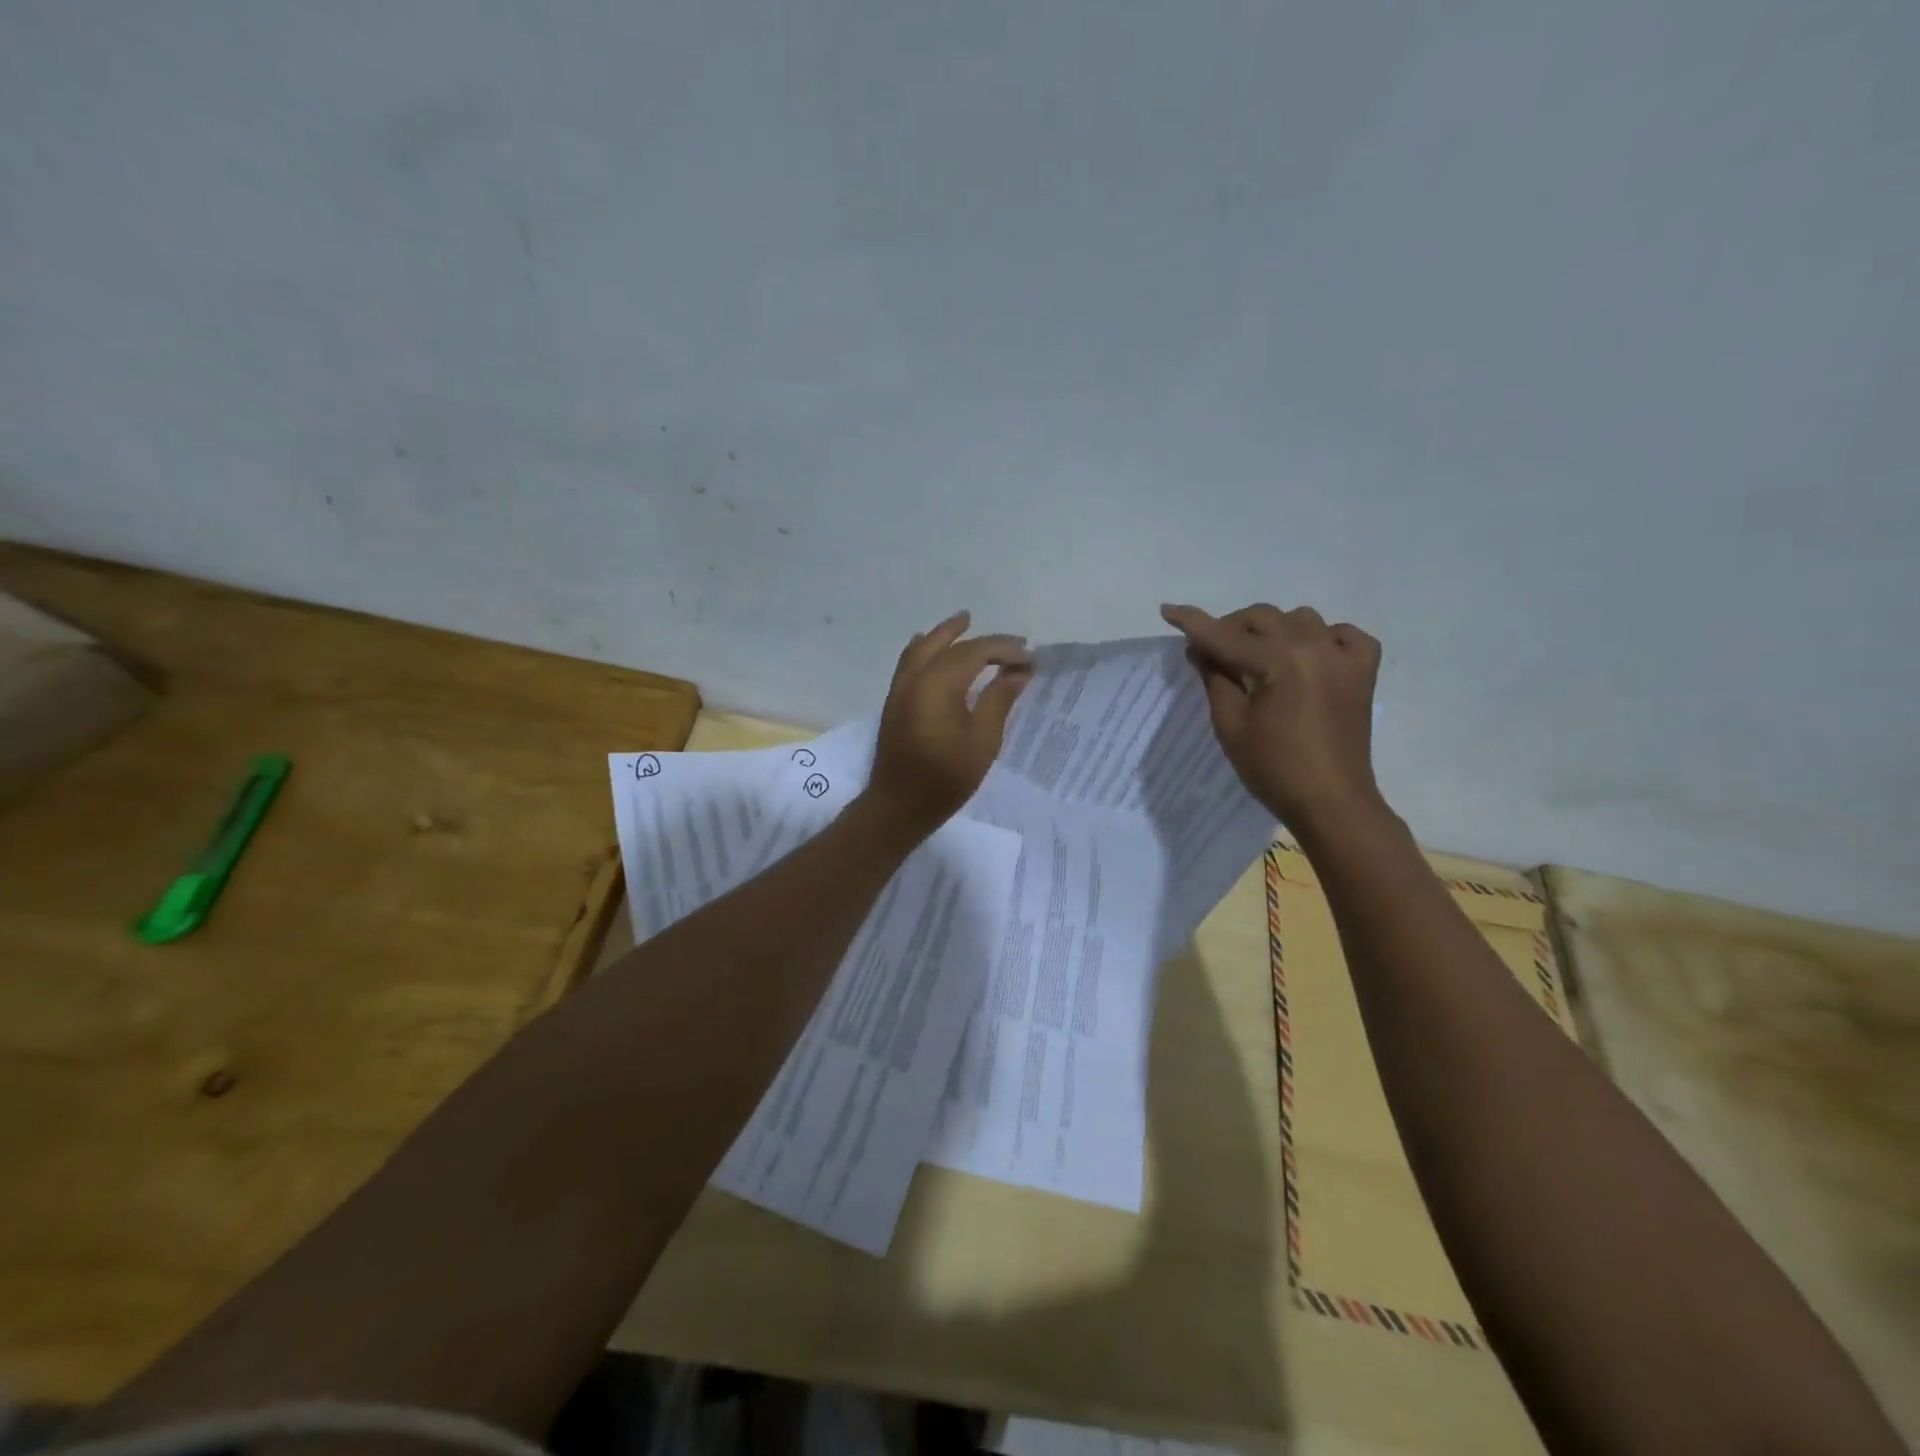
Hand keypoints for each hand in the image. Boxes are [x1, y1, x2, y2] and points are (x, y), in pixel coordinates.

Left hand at [866, 611, 1033, 834]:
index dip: (1005, 650)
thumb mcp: (983, 740)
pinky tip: (929, 650)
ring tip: (962, 624)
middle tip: (1004, 638)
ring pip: (921, 648)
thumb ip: (999, 699)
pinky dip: (923, 649)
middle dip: (976, 637)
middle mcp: (916, 677)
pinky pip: (908, 662)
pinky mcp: (894, 703)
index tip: (1030, 657)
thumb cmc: (946, 776)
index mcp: (939, 683)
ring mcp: (900, 689)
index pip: (976, 652)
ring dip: (943, 635)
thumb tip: (1017, 672)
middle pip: (946, 643)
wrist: (899, 805)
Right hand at [1160, 602, 1383, 828]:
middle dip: (1231, 627)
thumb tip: (1200, 648)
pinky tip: (1310, 654)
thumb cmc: (1273, 769)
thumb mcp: (1230, 725)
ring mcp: (1344, 656)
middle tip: (1211, 651)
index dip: (1193, 623)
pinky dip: (1324, 636)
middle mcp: (1314, 647)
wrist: (1331, 802)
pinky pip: (1344, 634)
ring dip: (1272, 630)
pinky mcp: (1362, 671)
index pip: (1225, 636)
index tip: (1168, 610)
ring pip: (1300, 619)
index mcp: (1280, 661)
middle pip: (1263, 617)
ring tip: (1257, 656)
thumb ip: (1215, 678)